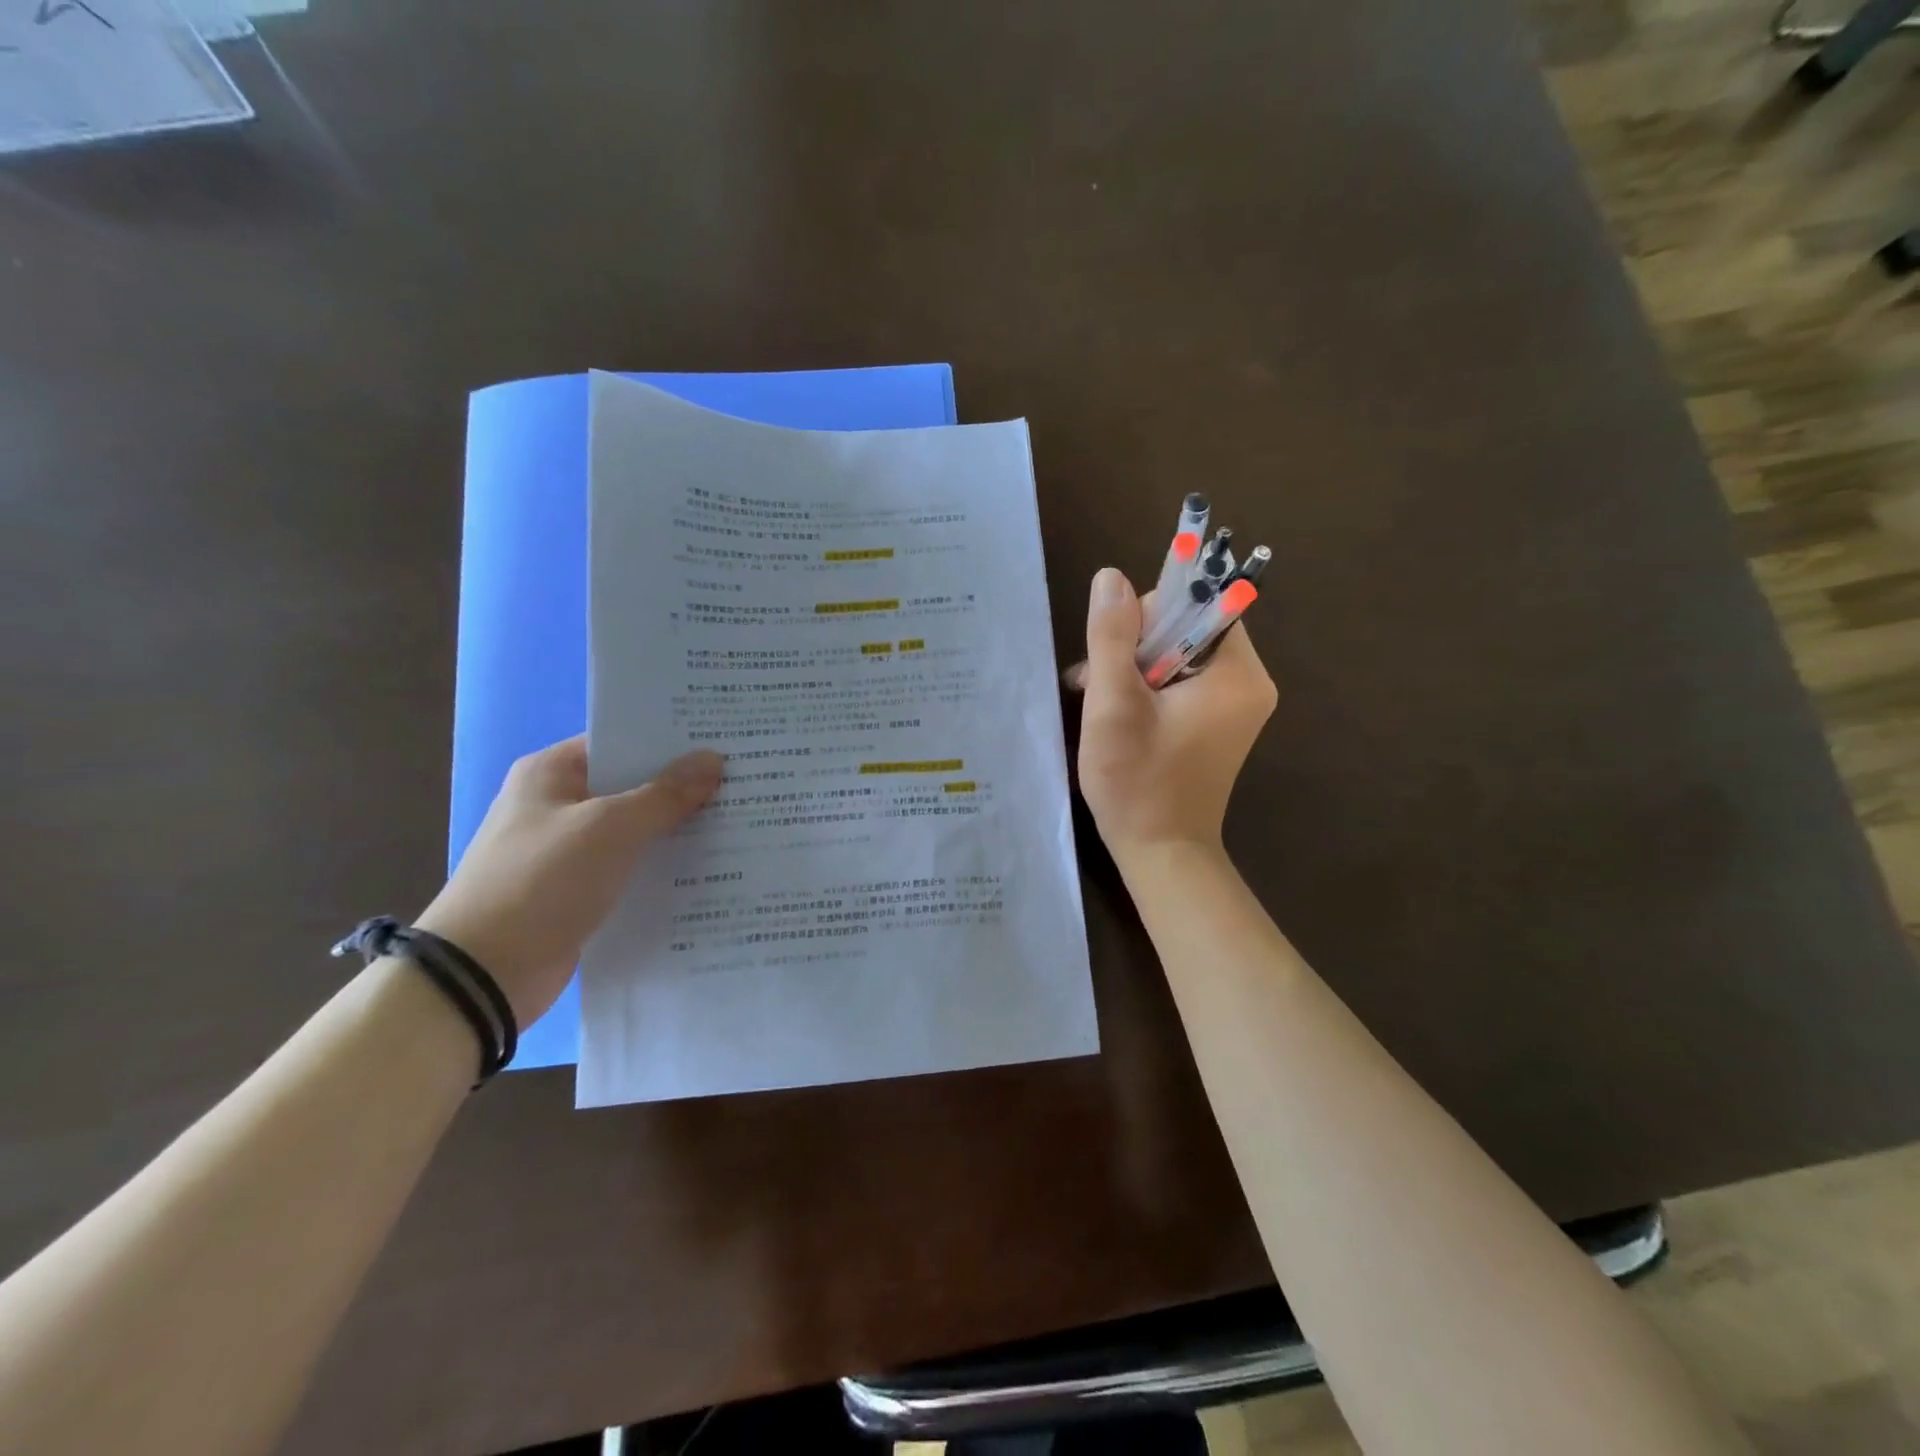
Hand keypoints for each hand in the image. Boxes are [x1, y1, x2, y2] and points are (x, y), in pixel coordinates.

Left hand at [414, 736, 723, 1024]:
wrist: (483, 973)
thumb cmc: (542, 881)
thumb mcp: (611, 827)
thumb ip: (666, 794)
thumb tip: (713, 759)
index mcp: (552, 773)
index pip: (621, 741)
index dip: (670, 741)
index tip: (722, 742)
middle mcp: (557, 805)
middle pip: (632, 785)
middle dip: (683, 786)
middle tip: (743, 780)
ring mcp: (567, 850)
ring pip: (635, 829)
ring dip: (676, 829)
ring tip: (738, 820)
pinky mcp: (578, 891)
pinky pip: (630, 867)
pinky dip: (662, 866)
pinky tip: (708, 867)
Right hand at [1076, 567, 1275, 860]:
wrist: (1162, 854)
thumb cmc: (1137, 782)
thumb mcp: (1113, 705)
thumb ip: (1111, 636)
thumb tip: (1111, 576)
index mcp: (1237, 673)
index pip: (1199, 603)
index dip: (1150, 612)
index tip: (1113, 648)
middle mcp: (1248, 683)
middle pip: (1187, 627)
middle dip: (1134, 646)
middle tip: (1094, 683)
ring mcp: (1237, 705)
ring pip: (1178, 654)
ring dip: (1133, 668)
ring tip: (1096, 702)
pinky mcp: (1219, 723)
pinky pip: (1182, 682)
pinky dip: (1148, 689)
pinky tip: (1116, 713)